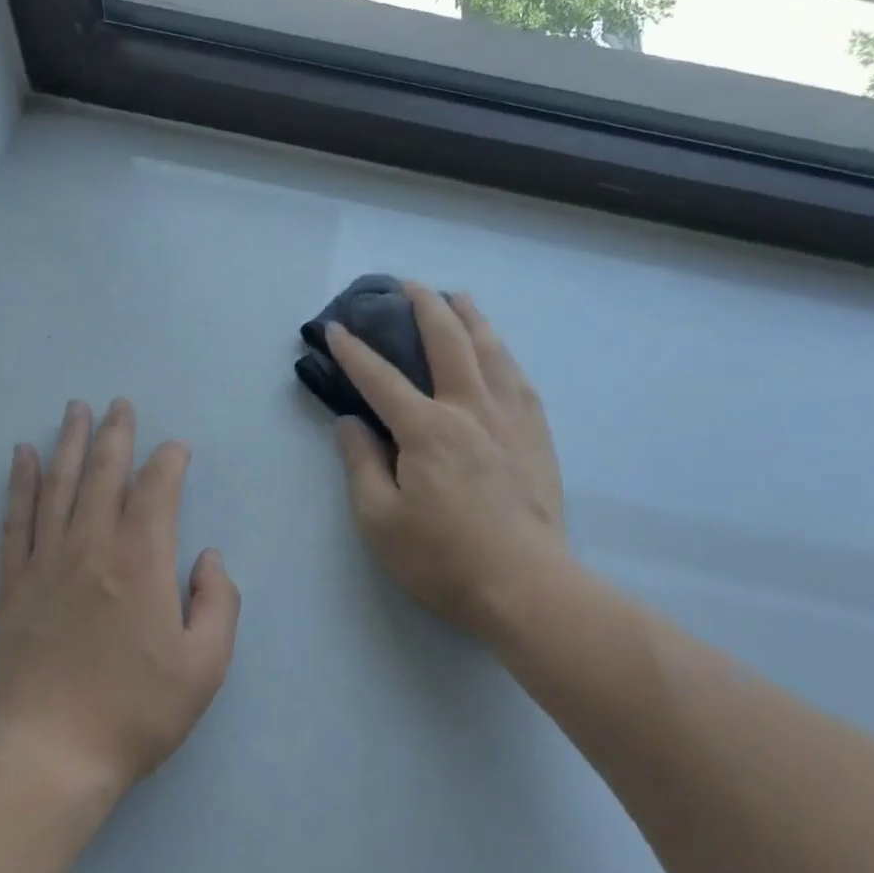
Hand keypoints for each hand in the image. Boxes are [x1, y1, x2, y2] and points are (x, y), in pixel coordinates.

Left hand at [0, 399, 240, 798]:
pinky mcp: (12, 586)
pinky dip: (21, 484)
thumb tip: (207, 557)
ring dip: (69, 443)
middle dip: (116, 434)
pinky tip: (23, 457)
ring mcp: (46, 564)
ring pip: (59, 486)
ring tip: (75, 409)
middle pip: (104, 474)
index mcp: (142, 562)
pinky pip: (16, 521)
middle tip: (120, 404)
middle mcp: (92, 547)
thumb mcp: (206, 665)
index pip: (157, 490)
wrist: (51, 754)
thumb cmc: (137, 711)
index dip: (169, 461)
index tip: (177, 448)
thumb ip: (218, 601)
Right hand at [328, 286, 566, 643]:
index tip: (336, 328)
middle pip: (447, 341)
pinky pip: (520, 380)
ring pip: (492, 350)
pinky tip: (500, 353)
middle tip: (407, 286)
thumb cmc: (442, 558)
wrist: (526, 586)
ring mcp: (510, 419)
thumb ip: (360, 464)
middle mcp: (470, 409)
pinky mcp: (537, 436)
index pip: (381, 378)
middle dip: (423, 307)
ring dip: (471, 318)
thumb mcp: (379, 520)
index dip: (353, 351)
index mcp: (426, 429)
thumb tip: (349, 422)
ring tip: (458, 298)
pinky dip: (504, 355)